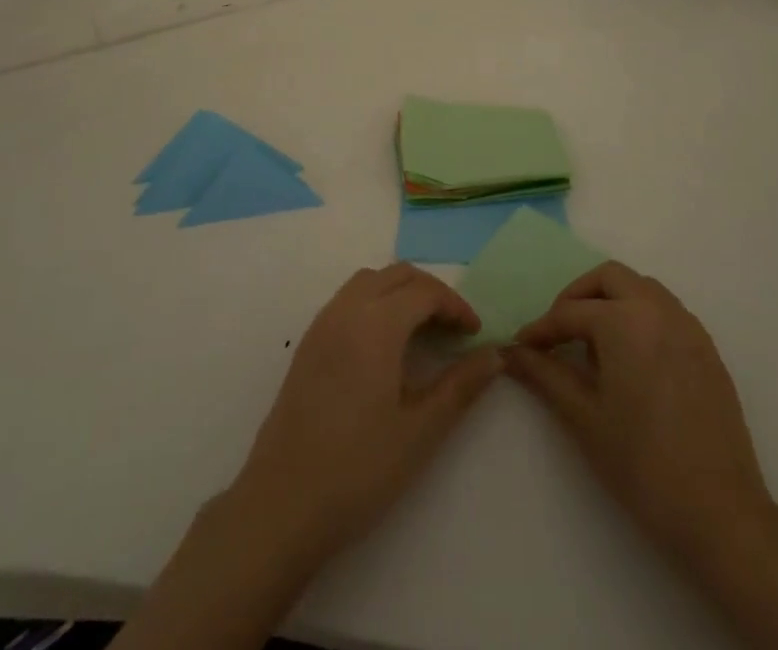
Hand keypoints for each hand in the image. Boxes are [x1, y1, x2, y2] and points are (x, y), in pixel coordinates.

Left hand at [232, 263, 502, 564]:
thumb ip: (461, 386)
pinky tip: (385, 346)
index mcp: (376, 323)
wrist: (282, 503)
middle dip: (431, 293)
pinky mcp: (308, 342)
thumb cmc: (358, 468)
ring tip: (423, 333)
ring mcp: (322, 323)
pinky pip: (348, 300)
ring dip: (401, 293)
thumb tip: (495, 355)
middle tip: (454, 330)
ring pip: (370, 282)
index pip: (425, 291)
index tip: (475, 335)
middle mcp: (346, 309)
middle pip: (397, 275)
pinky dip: (376, 303)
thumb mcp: (420, 430)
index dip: (455, 306)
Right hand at [504, 261, 777, 565]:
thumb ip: (545, 374)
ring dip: (612, 300)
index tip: (522, 346)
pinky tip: (631, 356)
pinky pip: (666, 311)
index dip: (541, 329)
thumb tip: (511, 352)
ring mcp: (688, 327)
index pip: (569, 313)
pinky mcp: (707, 349)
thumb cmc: (642, 464)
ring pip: (641, 288)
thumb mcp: (583, 417)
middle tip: (559, 331)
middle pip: (609, 278)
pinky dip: (641, 315)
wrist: (720, 515)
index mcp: (624, 321)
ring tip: (594, 342)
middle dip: (578, 296)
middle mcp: (658, 310)